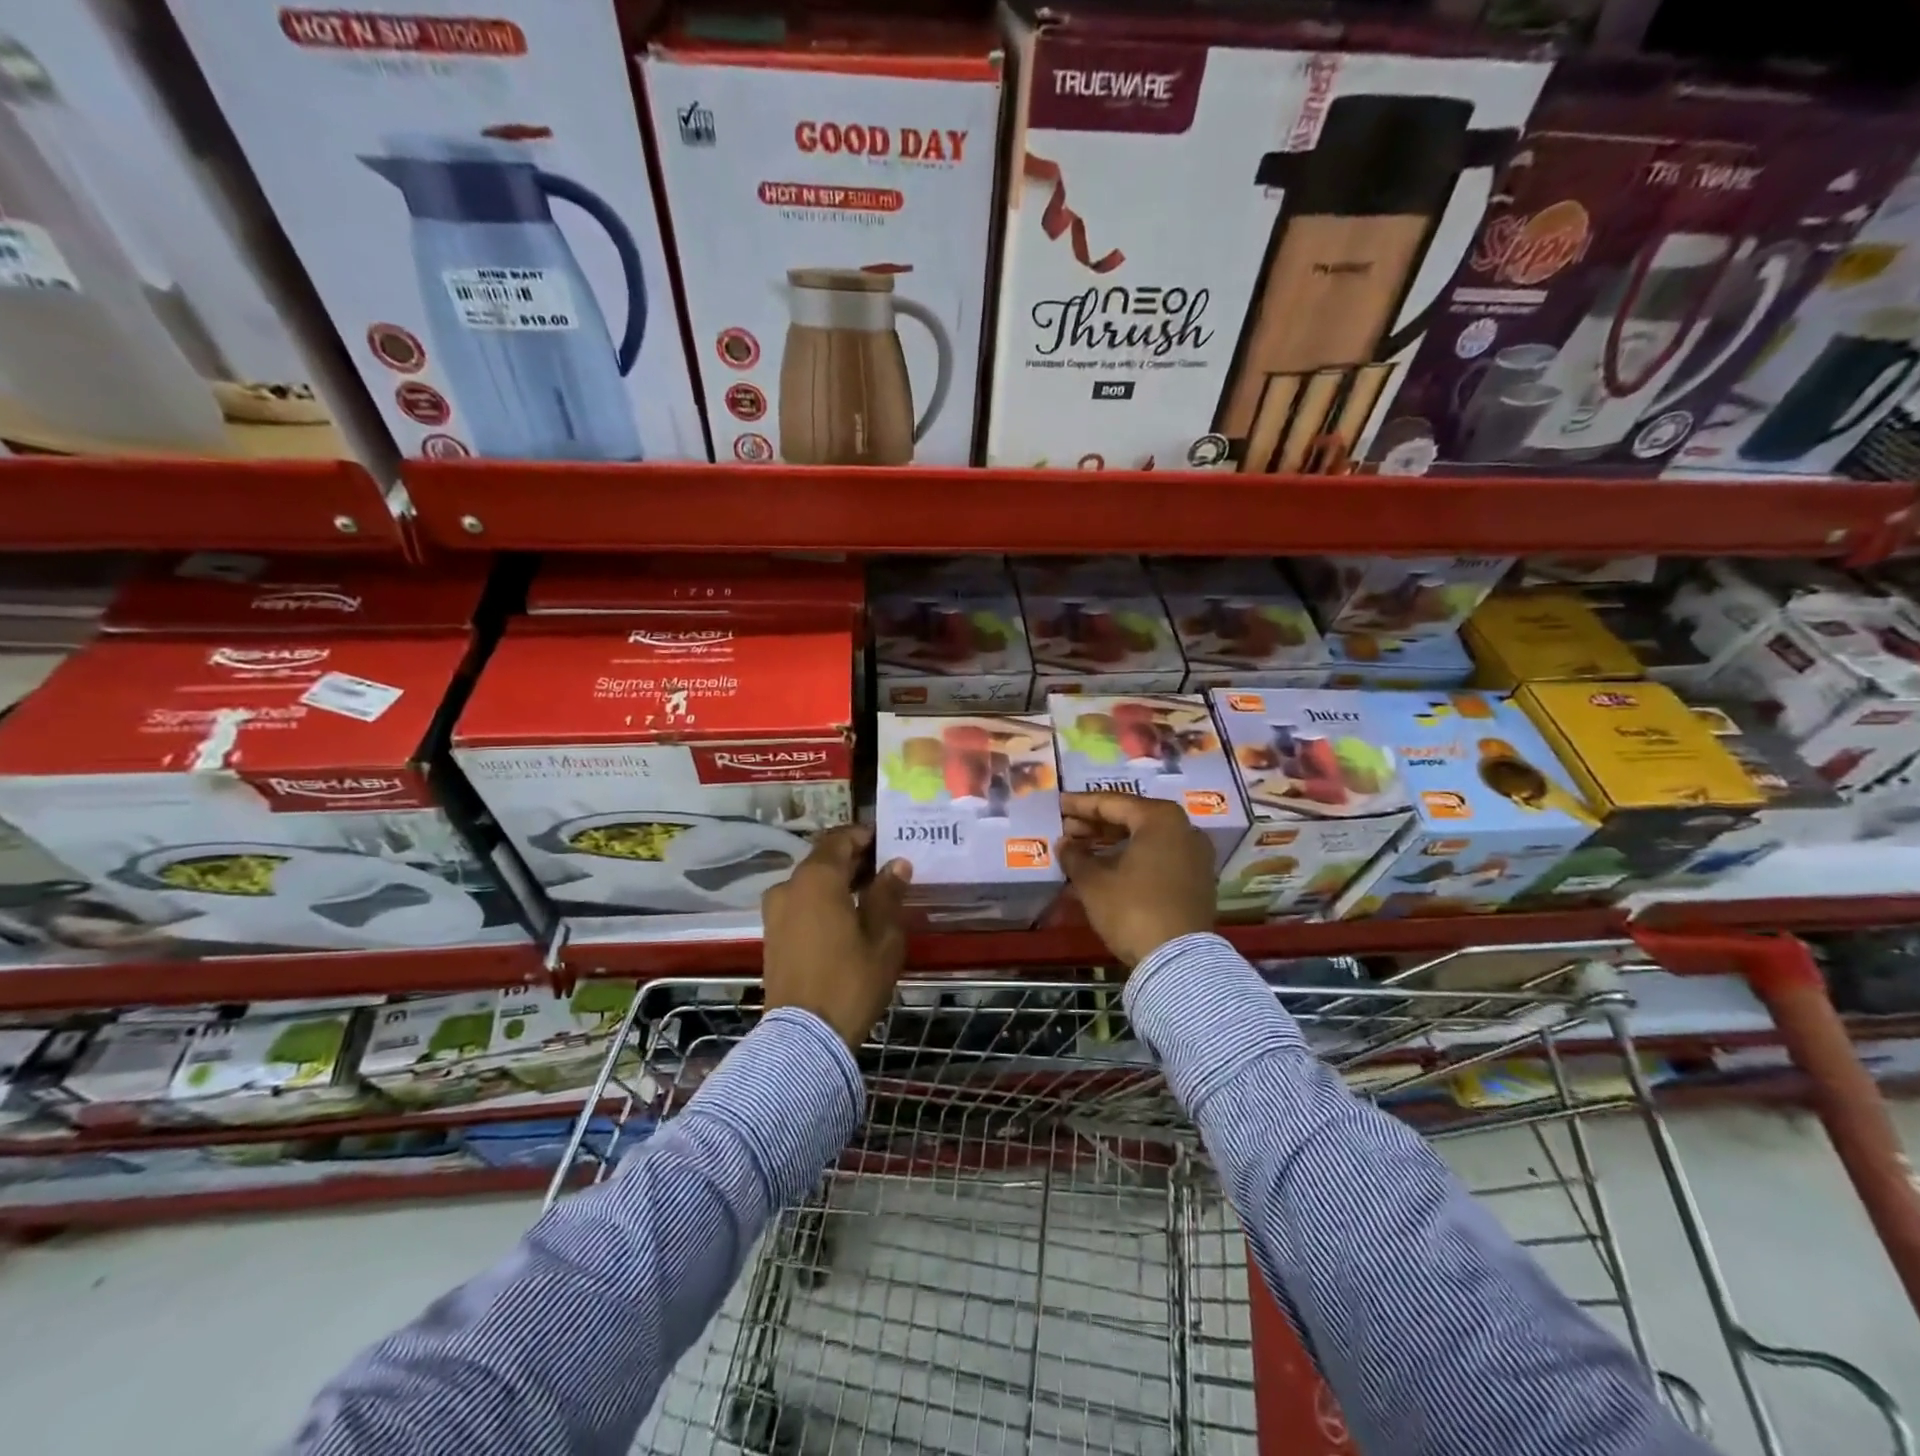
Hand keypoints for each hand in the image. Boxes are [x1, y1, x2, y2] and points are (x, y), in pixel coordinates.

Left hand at [762, 824, 912, 1047]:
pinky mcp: (772, 936)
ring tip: (869, 894)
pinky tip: (846, 916)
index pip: (839, 839)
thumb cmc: (850, 981)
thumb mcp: (882, 937)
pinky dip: (821, 901)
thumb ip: (888, 894)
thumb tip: (897, 864)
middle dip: (853, 859)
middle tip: (885, 868)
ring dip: (837, 881)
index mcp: (816, 879)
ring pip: (810, 883)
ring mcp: (775, 912)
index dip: (864, 835)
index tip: (887, 841)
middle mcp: (788, 886)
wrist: (804, 1038)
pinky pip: (800, 904)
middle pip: (823, 859)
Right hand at [1056, 792, 1215, 968]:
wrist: (1177, 961)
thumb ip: (1075, 856)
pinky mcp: (1196, 881)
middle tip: (1065, 829)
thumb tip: (1064, 844)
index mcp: (1160, 818)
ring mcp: (1194, 856)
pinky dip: (1129, 860)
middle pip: (1131, 819)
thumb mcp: (1093, 882)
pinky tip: (1103, 870)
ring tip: (1079, 850)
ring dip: (1110, 844)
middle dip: (1095, 825)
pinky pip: (1156, 859)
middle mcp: (1184, 829)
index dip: (1080, 804)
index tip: (1057, 804)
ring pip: (1144, 840)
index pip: (1112, 803)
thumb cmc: (1132, 909)